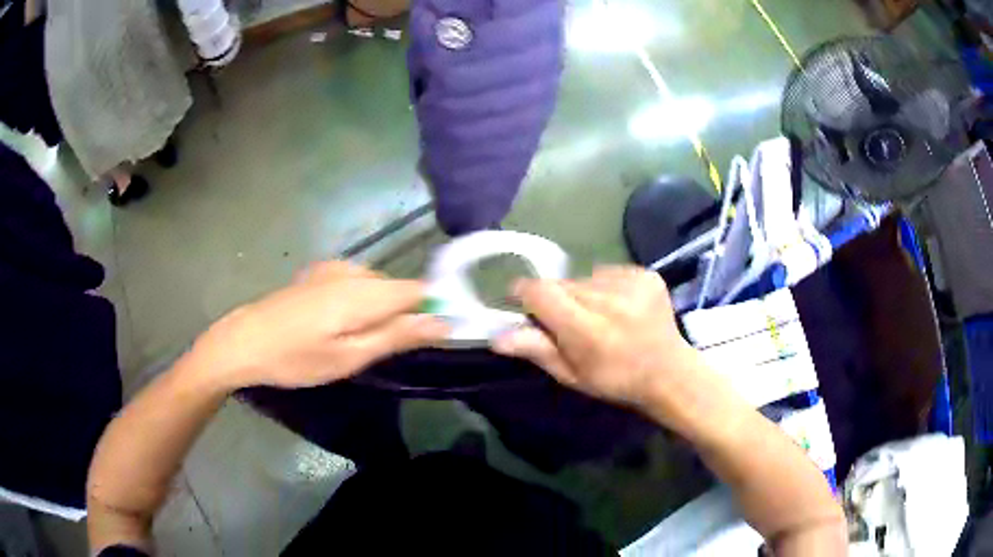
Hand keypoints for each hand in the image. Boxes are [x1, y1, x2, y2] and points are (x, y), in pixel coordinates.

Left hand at [190, 261, 448, 389]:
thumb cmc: (296, 358)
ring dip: (378, 311)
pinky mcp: (319, 272)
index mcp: (364, 291)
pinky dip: (359, 303)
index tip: (433, 336)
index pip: (419, 289)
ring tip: (354, 342)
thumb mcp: (349, 357)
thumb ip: (397, 336)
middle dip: (402, 315)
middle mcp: (353, 270)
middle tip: (381, 352)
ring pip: (376, 286)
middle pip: (397, 288)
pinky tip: (336, 324)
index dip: (433, 309)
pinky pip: (356, 283)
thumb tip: (443, 322)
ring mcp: (333, 268)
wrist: (243, 341)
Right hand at [492, 266, 711, 412]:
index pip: (539, 291)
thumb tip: (496, 335)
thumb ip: (536, 349)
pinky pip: (608, 272)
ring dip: (582, 293)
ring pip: (584, 277)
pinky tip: (619, 307)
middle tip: (568, 321)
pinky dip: (605, 287)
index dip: (524, 294)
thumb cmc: (615, 380)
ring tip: (599, 315)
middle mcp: (608, 299)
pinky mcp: (645, 274)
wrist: (668, 371)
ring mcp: (631, 282)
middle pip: (561, 283)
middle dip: (556, 299)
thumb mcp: (571, 374)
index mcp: (587, 329)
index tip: (523, 304)